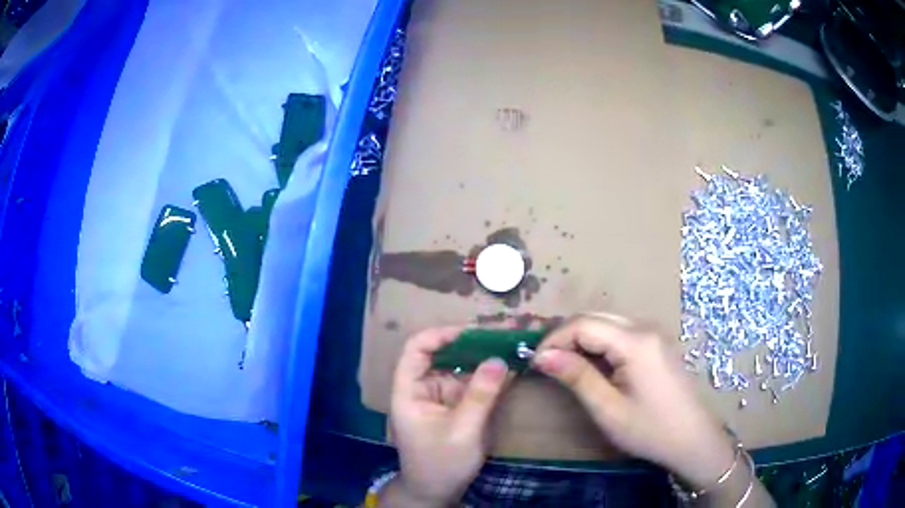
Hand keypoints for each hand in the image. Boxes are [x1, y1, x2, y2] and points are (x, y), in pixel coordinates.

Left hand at [386, 326, 509, 506]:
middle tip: (504, 335)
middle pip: (443, 355)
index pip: (416, 349)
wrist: (436, 493)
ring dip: (485, 358)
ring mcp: (441, 398)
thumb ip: (480, 395)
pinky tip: (511, 369)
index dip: (440, 335)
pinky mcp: (456, 408)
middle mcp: (423, 389)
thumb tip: (499, 359)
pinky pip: (472, 386)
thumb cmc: (440, 464)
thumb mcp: (462, 431)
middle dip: (472, 344)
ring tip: (513, 345)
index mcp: (409, 391)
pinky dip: (490, 378)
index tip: (473, 332)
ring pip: (461, 369)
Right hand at [532, 313, 735, 489]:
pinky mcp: (657, 345)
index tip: (534, 363)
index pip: (583, 325)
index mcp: (635, 341)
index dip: (554, 339)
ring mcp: (654, 334)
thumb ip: (577, 377)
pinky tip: (592, 364)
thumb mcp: (608, 409)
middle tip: (545, 363)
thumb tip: (542, 355)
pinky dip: (599, 343)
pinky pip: (621, 333)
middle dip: (565, 336)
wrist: (693, 439)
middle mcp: (645, 328)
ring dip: (581, 338)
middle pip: (595, 318)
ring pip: (607, 323)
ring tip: (563, 364)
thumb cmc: (650, 430)